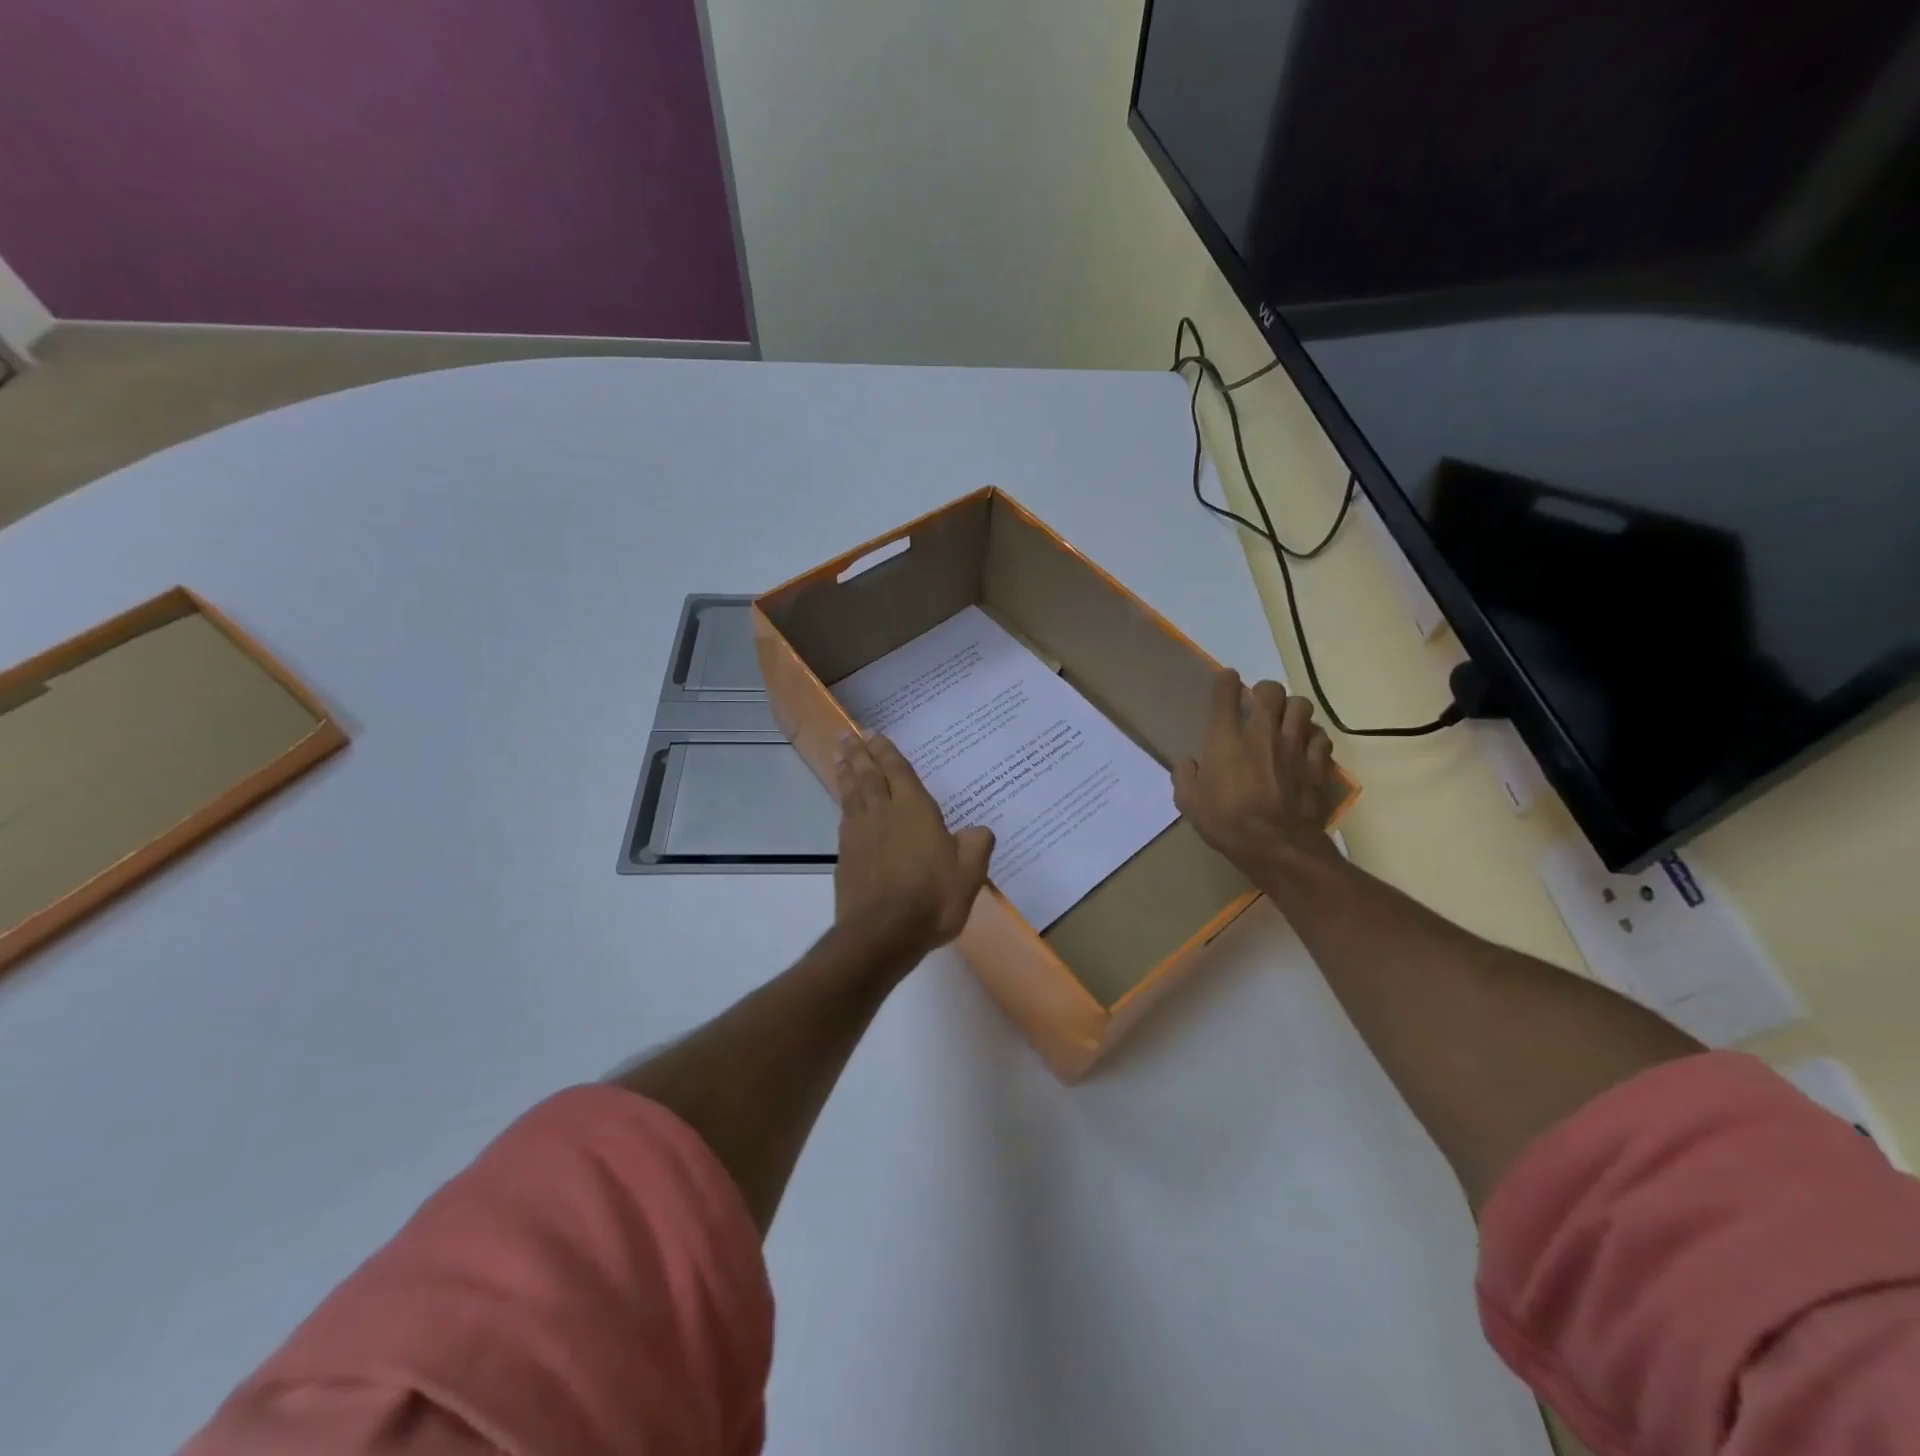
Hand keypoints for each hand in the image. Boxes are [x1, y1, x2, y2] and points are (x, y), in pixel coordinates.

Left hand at [832, 731, 995, 958]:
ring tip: (839, 756)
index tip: (873, 733)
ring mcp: (860, 834)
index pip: (897, 771)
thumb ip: (976, 845)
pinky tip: (843, 804)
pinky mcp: (846, 857)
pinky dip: (843, 803)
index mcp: (914, 810)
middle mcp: (883, 813)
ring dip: (846, 772)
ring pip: (851, 793)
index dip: (886, 751)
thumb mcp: (969, 873)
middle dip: (859, 753)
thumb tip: (978, 830)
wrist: (882, 933)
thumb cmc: (932, 898)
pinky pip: (844, 818)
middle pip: (868, 775)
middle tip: (847, 734)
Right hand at [1173, 669, 1341, 878]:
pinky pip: (1321, 736)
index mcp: (1226, 738)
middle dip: (1264, 691)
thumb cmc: (1227, 823)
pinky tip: (1306, 746)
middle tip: (1259, 704)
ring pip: (1302, 706)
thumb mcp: (1189, 803)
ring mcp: (1295, 745)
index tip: (1227, 680)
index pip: (1226, 693)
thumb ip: (1185, 777)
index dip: (1226, 681)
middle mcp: (1262, 732)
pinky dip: (1313, 736)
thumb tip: (1188, 763)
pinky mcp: (1318, 763)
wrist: (1277, 846)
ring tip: (1286, 721)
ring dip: (1292, 709)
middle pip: (1271, 690)